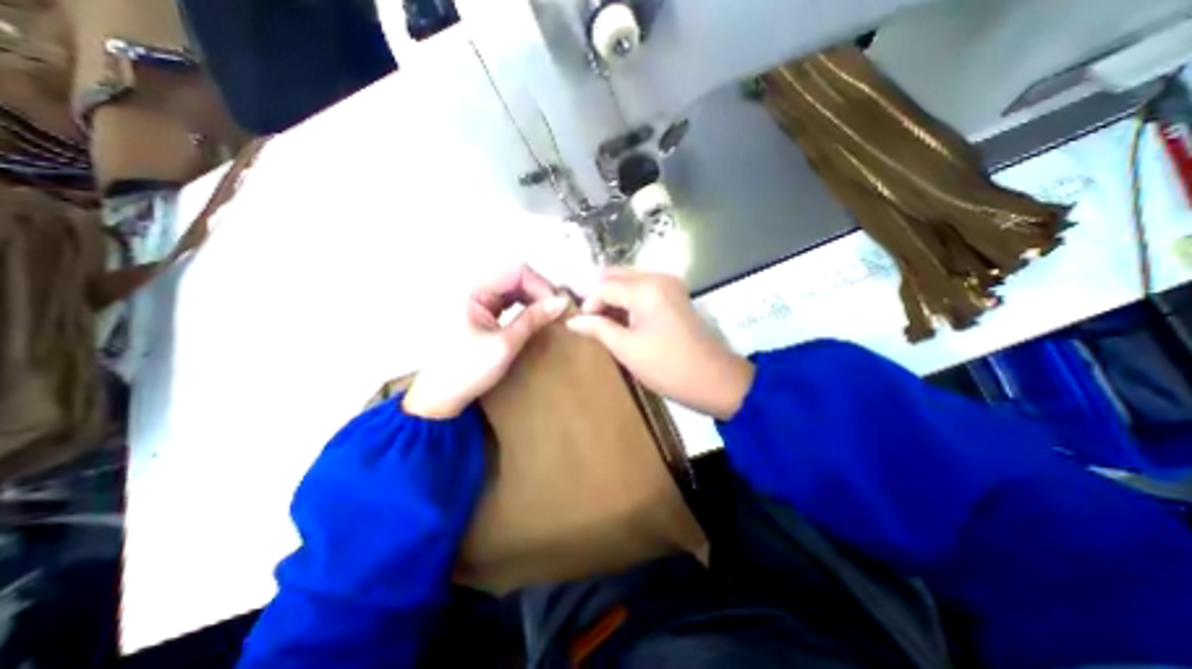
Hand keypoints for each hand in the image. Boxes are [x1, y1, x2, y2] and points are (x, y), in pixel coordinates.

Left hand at [400, 264, 567, 417]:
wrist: (440, 395)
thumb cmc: (468, 370)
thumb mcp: (505, 344)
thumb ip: (533, 319)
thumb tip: (561, 302)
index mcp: (474, 290)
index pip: (517, 272)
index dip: (541, 285)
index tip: (556, 306)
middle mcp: (474, 288)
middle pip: (516, 276)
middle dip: (539, 291)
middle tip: (555, 312)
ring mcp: (477, 299)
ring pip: (513, 287)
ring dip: (533, 298)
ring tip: (548, 315)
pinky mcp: (481, 310)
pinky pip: (508, 299)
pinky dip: (524, 305)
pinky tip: (534, 317)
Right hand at [568, 266, 753, 418]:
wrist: (713, 379)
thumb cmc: (667, 366)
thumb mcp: (627, 349)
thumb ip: (598, 329)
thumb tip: (573, 321)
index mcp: (645, 289)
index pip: (604, 285)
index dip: (589, 303)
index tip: (584, 325)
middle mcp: (658, 278)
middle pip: (617, 275)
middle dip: (600, 295)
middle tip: (592, 321)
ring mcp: (669, 284)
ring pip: (629, 280)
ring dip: (614, 297)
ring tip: (606, 323)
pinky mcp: (675, 294)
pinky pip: (643, 288)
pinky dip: (629, 300)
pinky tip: (624, 319)